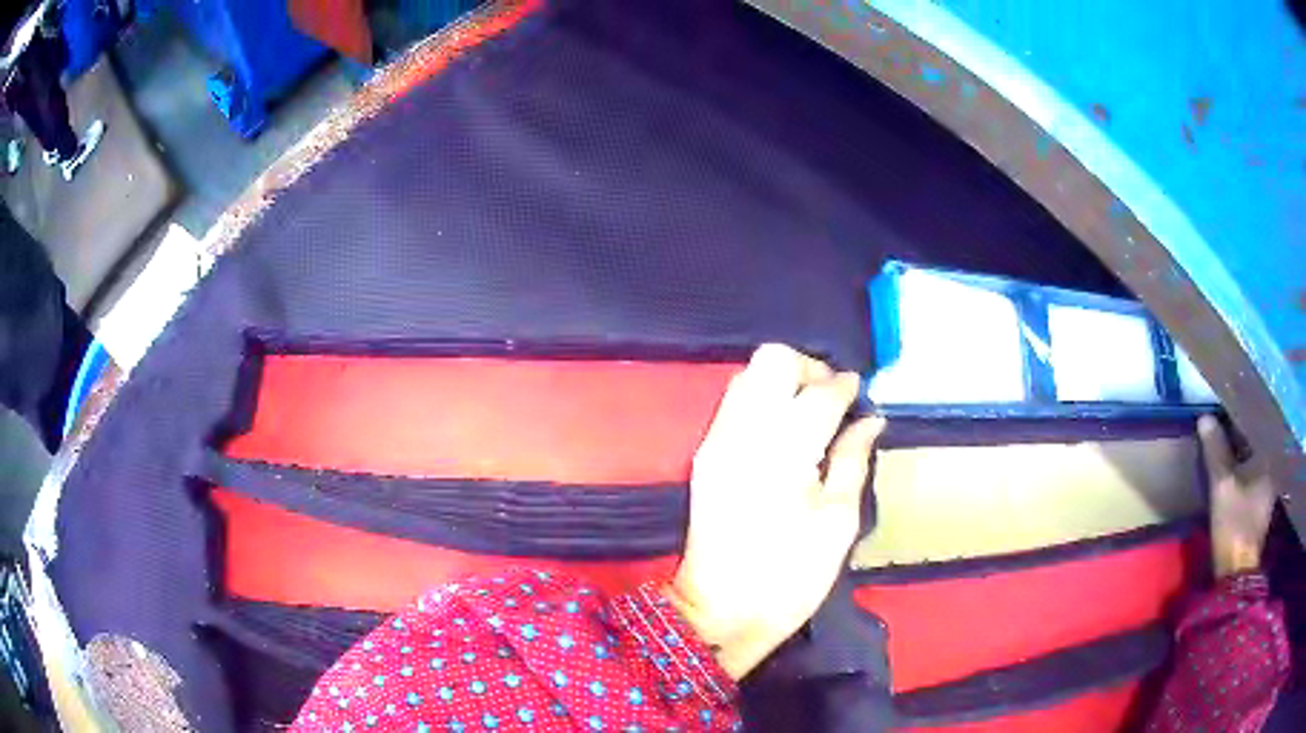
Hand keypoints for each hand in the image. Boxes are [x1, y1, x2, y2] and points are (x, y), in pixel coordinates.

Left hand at [664, 344, 883, 679]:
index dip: (845, 386)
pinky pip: (734, 403)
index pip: (818, 390)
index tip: (861, 395)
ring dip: (783, 381)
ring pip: (748, 375)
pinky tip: (785, 432)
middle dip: (808, 368)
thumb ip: (853, 460)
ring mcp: (717, 440)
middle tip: (833, 401)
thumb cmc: (789, 578)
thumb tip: (870, 419)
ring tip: (812, 416)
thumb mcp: (838, 523)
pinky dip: (762, 400)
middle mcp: (743, 432)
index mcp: (784, 450)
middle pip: (772, 359)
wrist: (718, 613)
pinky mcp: (704, 455)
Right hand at [1199, 416, 1276, 577]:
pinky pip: (1252, 475)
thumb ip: (1216, 451)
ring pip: (1254, 460)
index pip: (1257, 425)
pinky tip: (1234, 469)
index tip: (1227, 408)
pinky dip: (1243, 469)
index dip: (1241, 416)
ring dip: (1242, 453)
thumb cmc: (1234, 524)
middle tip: (1225, 422)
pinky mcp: (1260, 505)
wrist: (1236, 573)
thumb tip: (1205, 417)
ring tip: (1226, 443)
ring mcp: (1267, 489)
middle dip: (1242, 434)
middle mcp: (1272, 468)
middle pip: (1256, 443)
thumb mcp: (1222, 486)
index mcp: (1269, 457)